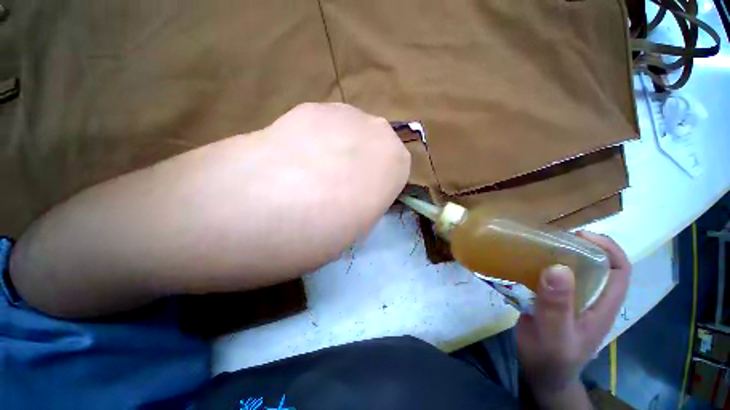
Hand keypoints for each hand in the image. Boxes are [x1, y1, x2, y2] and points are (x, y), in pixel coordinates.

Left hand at [11, 102, 410, 316]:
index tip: (364, 201)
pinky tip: (299, 160)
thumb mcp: (354, 231)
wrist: (228, 213)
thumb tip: (367, 190)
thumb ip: (371, 201)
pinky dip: (325, 142)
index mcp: (391, 163)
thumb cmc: (303, 237)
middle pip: (382, 143)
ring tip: (317, 176)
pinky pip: (330, 125)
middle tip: (342, 190)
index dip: (383, 185)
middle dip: (369, 165)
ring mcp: (337, 112)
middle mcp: (371, 128)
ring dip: (347, 152)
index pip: (401, 166)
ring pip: (357, 132)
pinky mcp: (304, 108)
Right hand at [517, 231, 630, 407]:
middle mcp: (590, 298)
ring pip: (571, 269)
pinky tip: (522, 262)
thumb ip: (557, 305)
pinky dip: (539, 266)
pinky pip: (549, 277)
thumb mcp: (555, 334)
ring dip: (556, 254)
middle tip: (549, 237)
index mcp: (602, 305)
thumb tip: (558, 268)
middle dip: (577, 246)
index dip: (607, 248)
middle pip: (595, 264)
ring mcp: (570, 299)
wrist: (540, 373)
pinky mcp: (552, 300)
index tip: (579, 236)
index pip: (619, 270)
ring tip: (534, 245)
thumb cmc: (552, 358)